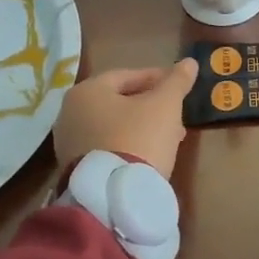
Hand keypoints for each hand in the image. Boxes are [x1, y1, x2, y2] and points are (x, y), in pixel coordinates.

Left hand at [53, 59, 198, 179]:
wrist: (113, 196)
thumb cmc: (139, 138)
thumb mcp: (165, 106)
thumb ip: (177, 81)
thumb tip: (189, 62)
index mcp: (87, 91)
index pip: (127, 76)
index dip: (157, 78)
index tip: (178, 86)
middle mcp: (70, 113)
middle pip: (119, 102)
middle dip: (151, 106)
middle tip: (177, 115)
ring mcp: (68, 143)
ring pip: (114, 126)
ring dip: (142, 127)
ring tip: (169, 138)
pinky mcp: (75, 168)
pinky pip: (107, 147)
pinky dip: (128, 145)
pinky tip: (149, 155)